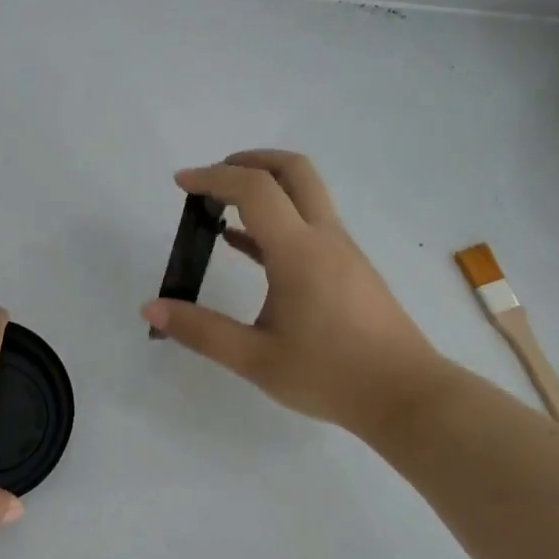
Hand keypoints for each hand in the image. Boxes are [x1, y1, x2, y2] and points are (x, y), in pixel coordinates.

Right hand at [141, 151, 454, 435]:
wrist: (405, 396)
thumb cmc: (329, 376)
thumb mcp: (255, 359)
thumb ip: (201, 331)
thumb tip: (152, 308)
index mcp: (299, 252)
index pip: (255, 189)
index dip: (214, 178)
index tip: (181, 184)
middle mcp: (324, 238)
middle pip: (293, 170)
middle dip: (249, 161)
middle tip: (212, 179)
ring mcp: (342, 251)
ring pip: (306, 195)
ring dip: (265, 189)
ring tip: (221, 210)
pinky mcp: (350, 269)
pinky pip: (310, 226)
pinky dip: (277, 220)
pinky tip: (247, 248)